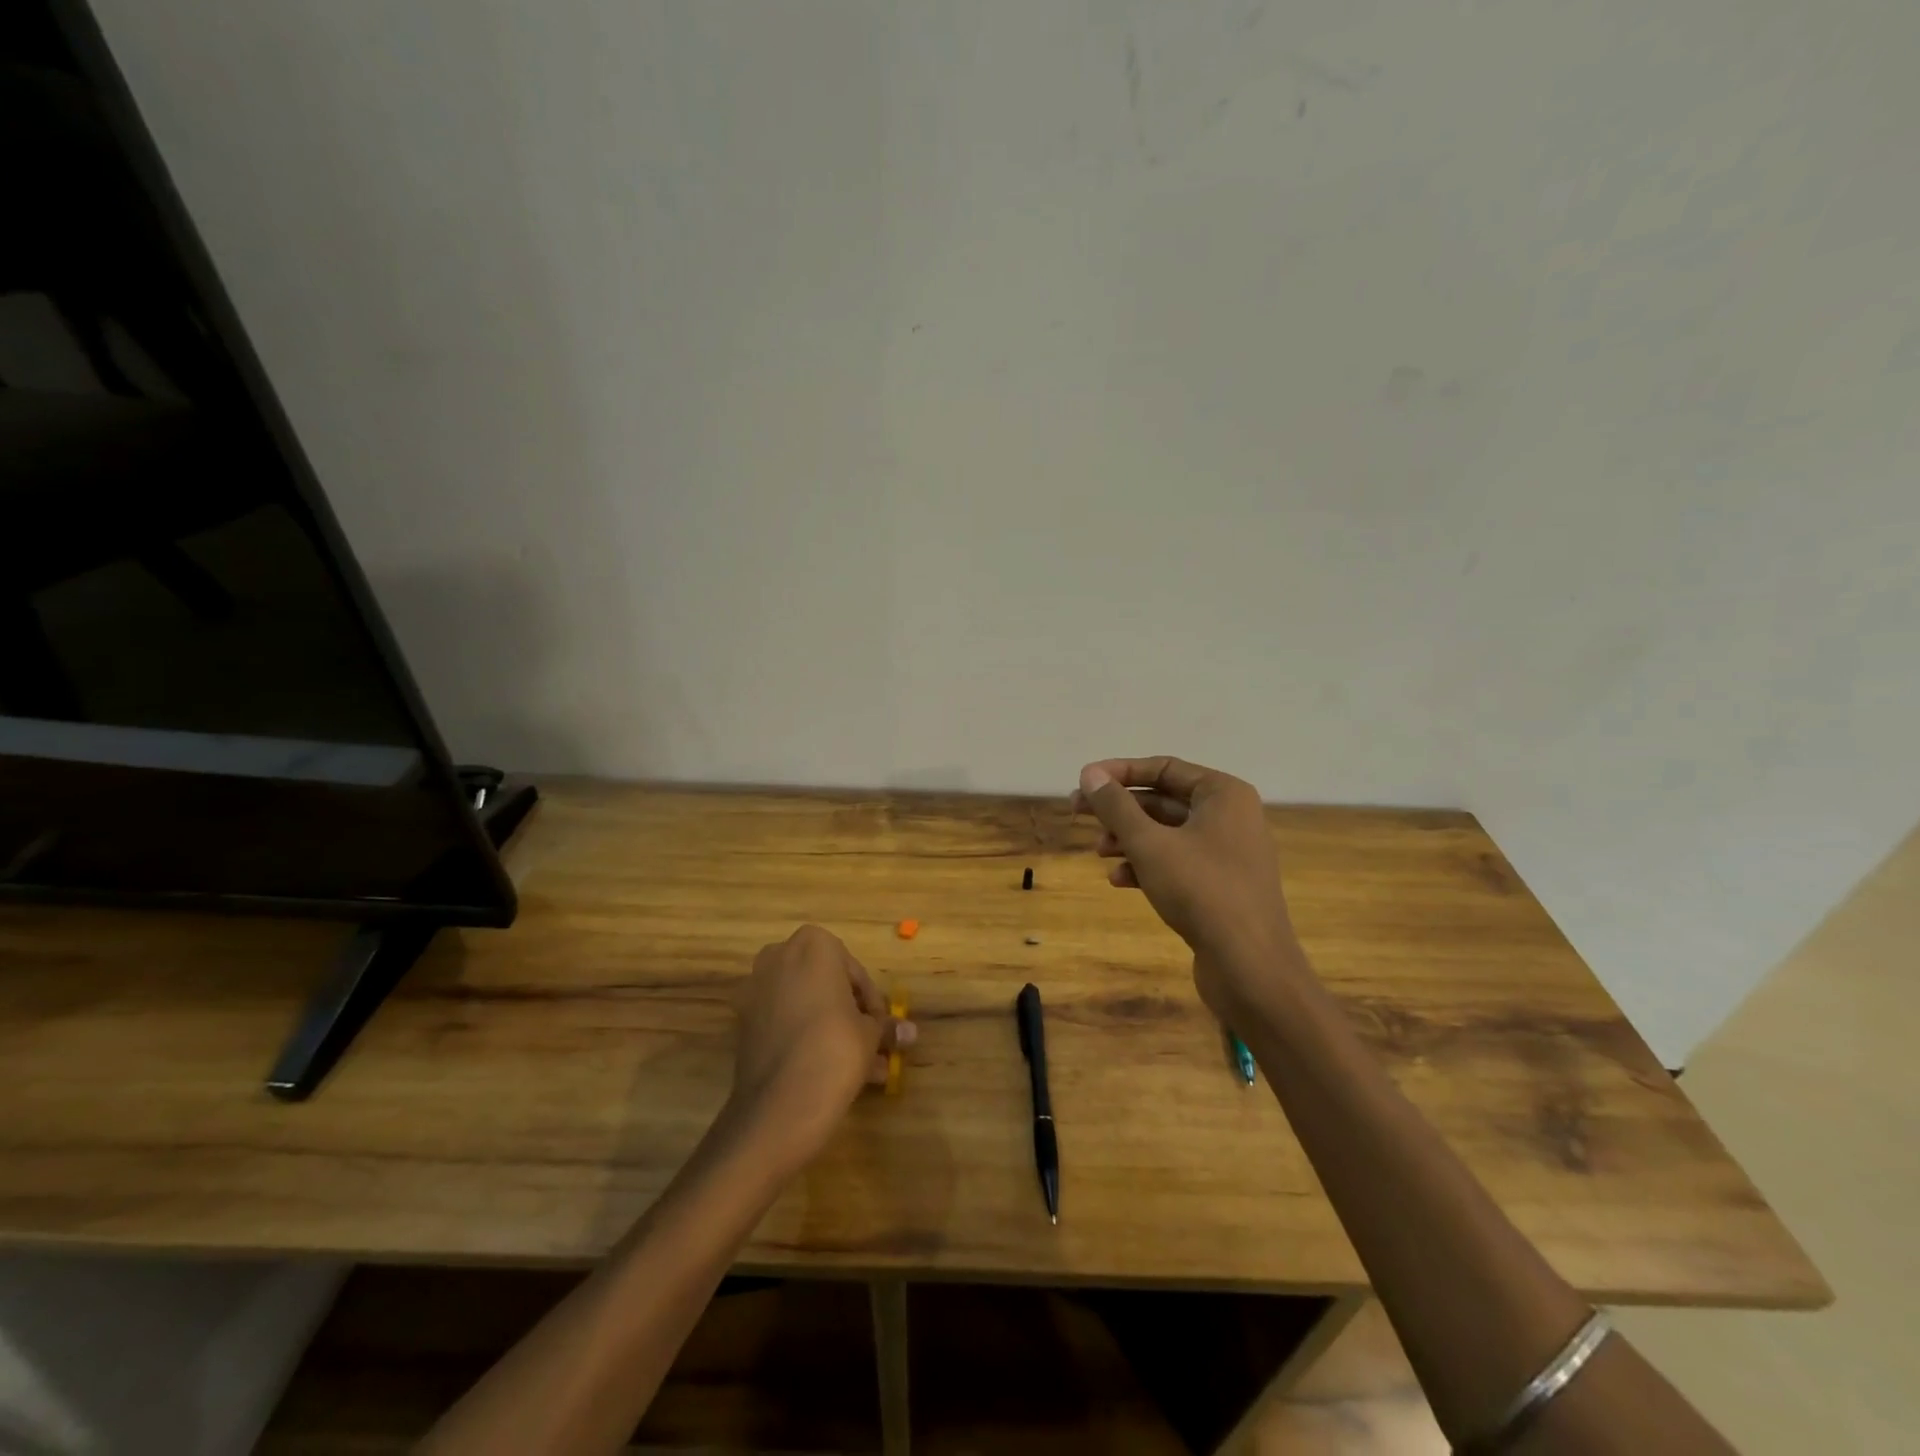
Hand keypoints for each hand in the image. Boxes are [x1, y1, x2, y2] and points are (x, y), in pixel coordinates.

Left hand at [729, 925, 915, 1166]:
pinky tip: (828, 1070)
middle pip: (825, 983)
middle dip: (848, 1013)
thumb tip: (908, 1031)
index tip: (880, 1026)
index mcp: (813, 945)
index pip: (853, 969)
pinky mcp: (743, 1022)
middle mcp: (779, 957)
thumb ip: (886, 1026)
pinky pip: (784, 1022)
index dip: (871, 1000)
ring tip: (858, 1068)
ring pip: (804, 1005)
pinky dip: (804, 1037)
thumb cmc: (835, 1049)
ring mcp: (755, 989)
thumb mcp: (870, 1035)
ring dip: (830, 1029)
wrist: (779, 1105)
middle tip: (870, 1043)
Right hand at [1072, 756, 1306, 1020]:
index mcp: (1223, 794)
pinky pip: (1177, 863)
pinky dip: (1147, 866)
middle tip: (1078, 813)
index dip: (1120, 772)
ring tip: (1100, 851)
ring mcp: (1227, 853)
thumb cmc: (1201, 891)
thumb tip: (1090, 774)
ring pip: (1167, 833)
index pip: (1164, 768)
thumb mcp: (1149, 844)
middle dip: (1120, 809)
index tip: (1084, 781)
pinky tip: (1119, 881)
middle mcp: (1230, 816)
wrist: (1250, 967)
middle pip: (1163, 800)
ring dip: (1129, 839)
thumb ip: (1116, 806)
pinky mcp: (1220, 886)